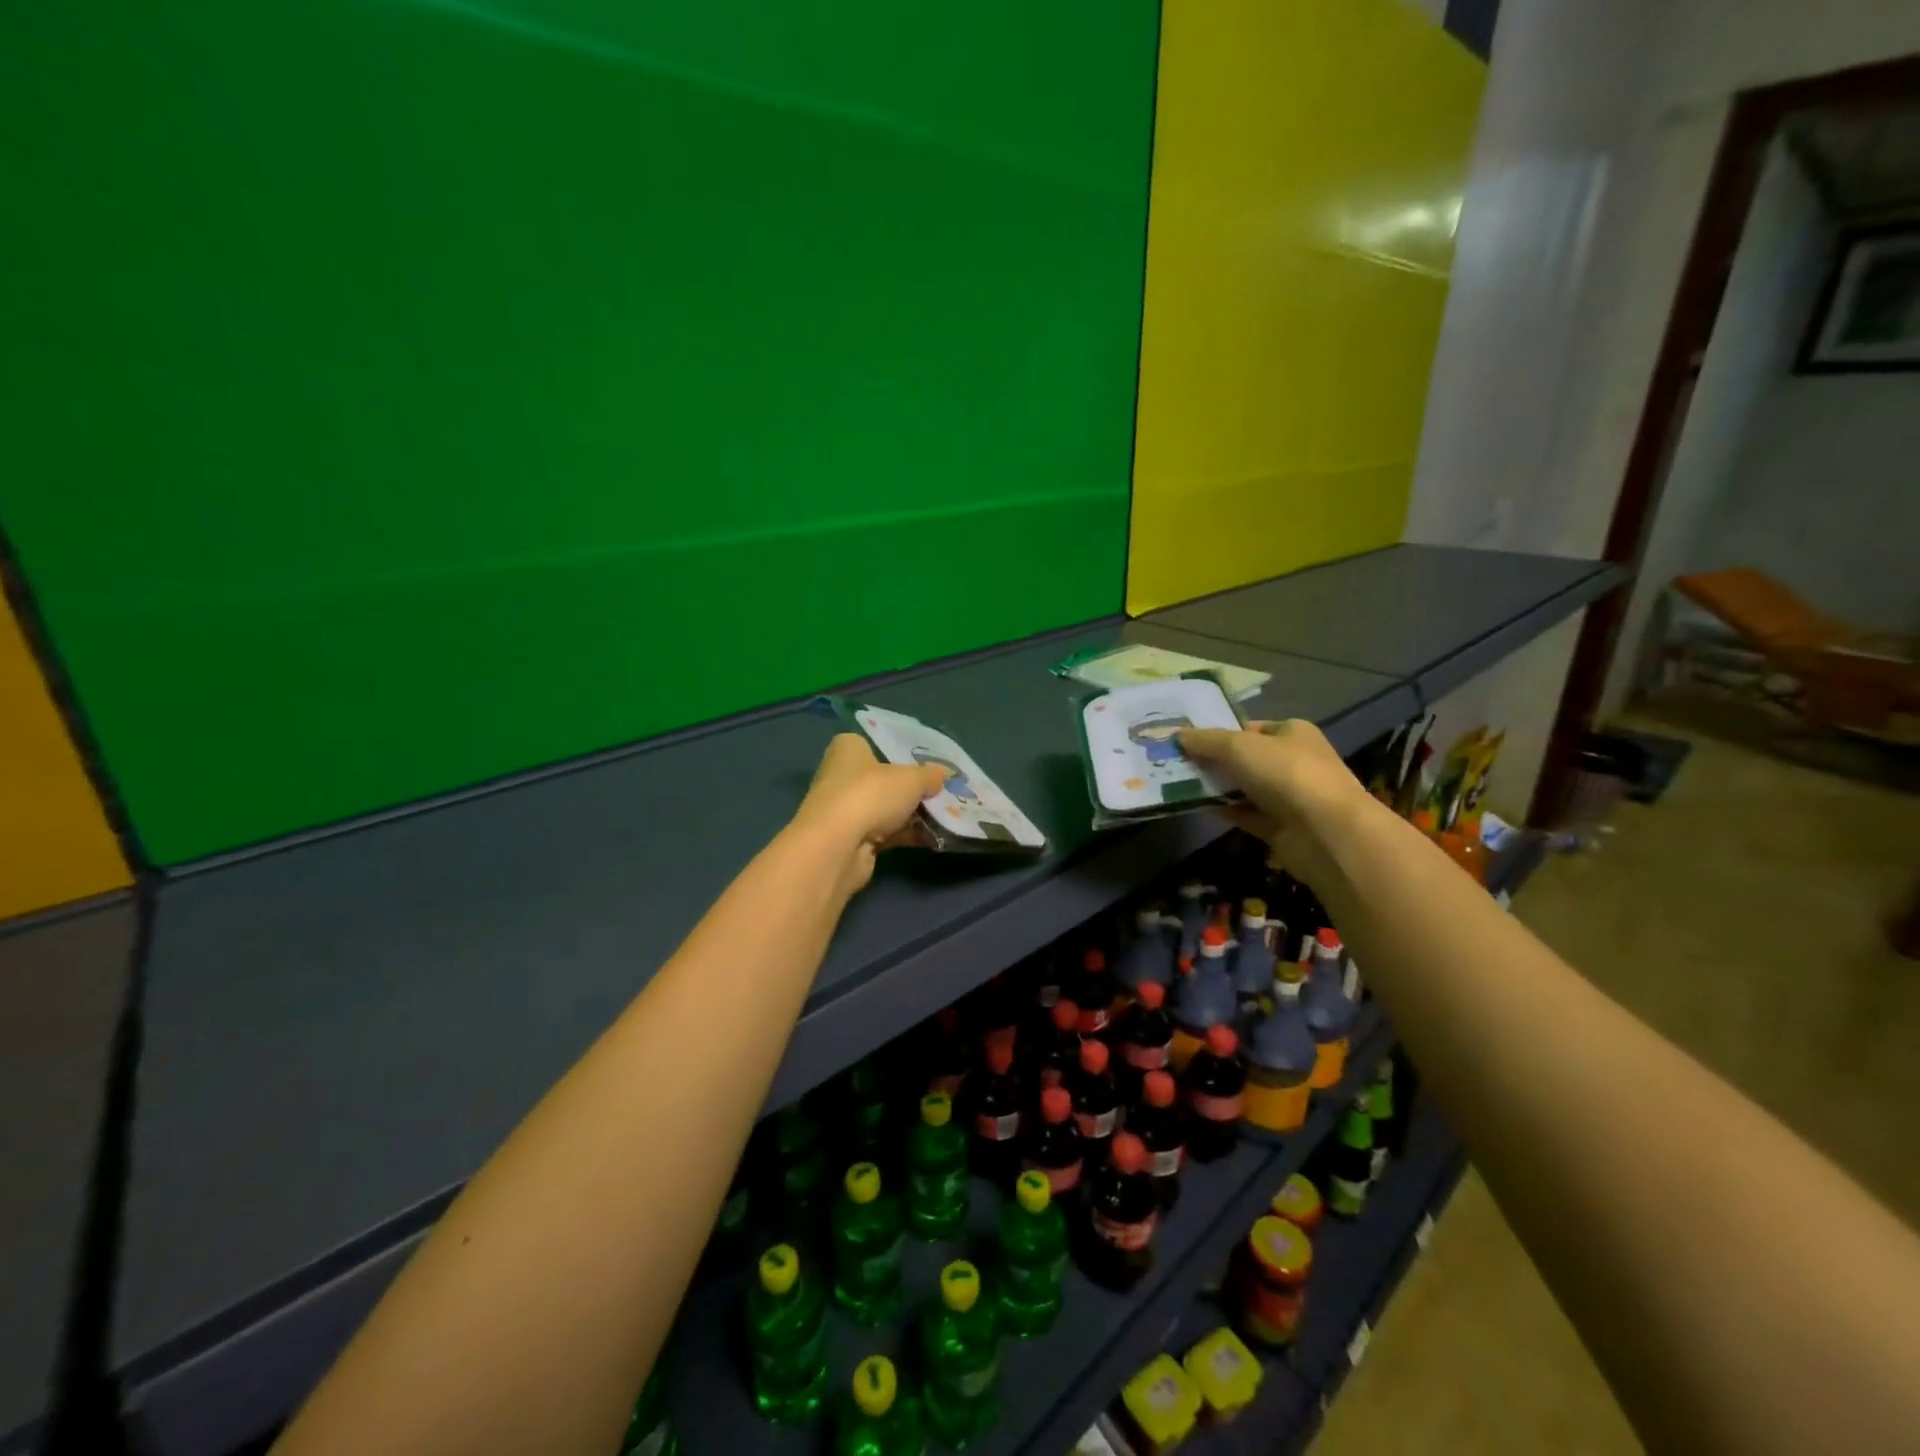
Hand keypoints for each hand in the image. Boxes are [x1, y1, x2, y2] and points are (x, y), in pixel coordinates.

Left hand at [788, 735, 948, 895]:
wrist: (837, 848)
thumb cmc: (870, 795)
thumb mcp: (911, 779)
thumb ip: (930, 776)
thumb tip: (945, 775)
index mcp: (849, 749)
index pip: (877, 743)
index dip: (903, 752)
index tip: (930, 762)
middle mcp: (842, 775)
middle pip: (886, 779)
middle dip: (913, 787)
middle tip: (944, 790)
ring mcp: (846, 810)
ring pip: (888, 808)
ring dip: (914, 813)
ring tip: (948, 815)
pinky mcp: (853, 839)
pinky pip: (887, 832)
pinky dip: (908, 834)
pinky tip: (936, 837)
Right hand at [1178, 720, 1377, 889]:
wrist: (1326, 833)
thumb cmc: (1287, 774)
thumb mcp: (1239, 746)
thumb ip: (1206, 741)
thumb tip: (1177, 736)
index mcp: (1292, 733)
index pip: (1249, 728)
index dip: (1219, 732)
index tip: (1186, 740)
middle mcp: (1293, 761)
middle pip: (1245, 758)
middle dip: (1213, 760)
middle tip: (1175, 762)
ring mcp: (1288, 797)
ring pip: (1243, 787)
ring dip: (1216, 786)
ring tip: (1177, 784)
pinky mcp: (1281, 827)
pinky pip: (1245, 814)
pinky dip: (1224, 810)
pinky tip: (1197, 807)